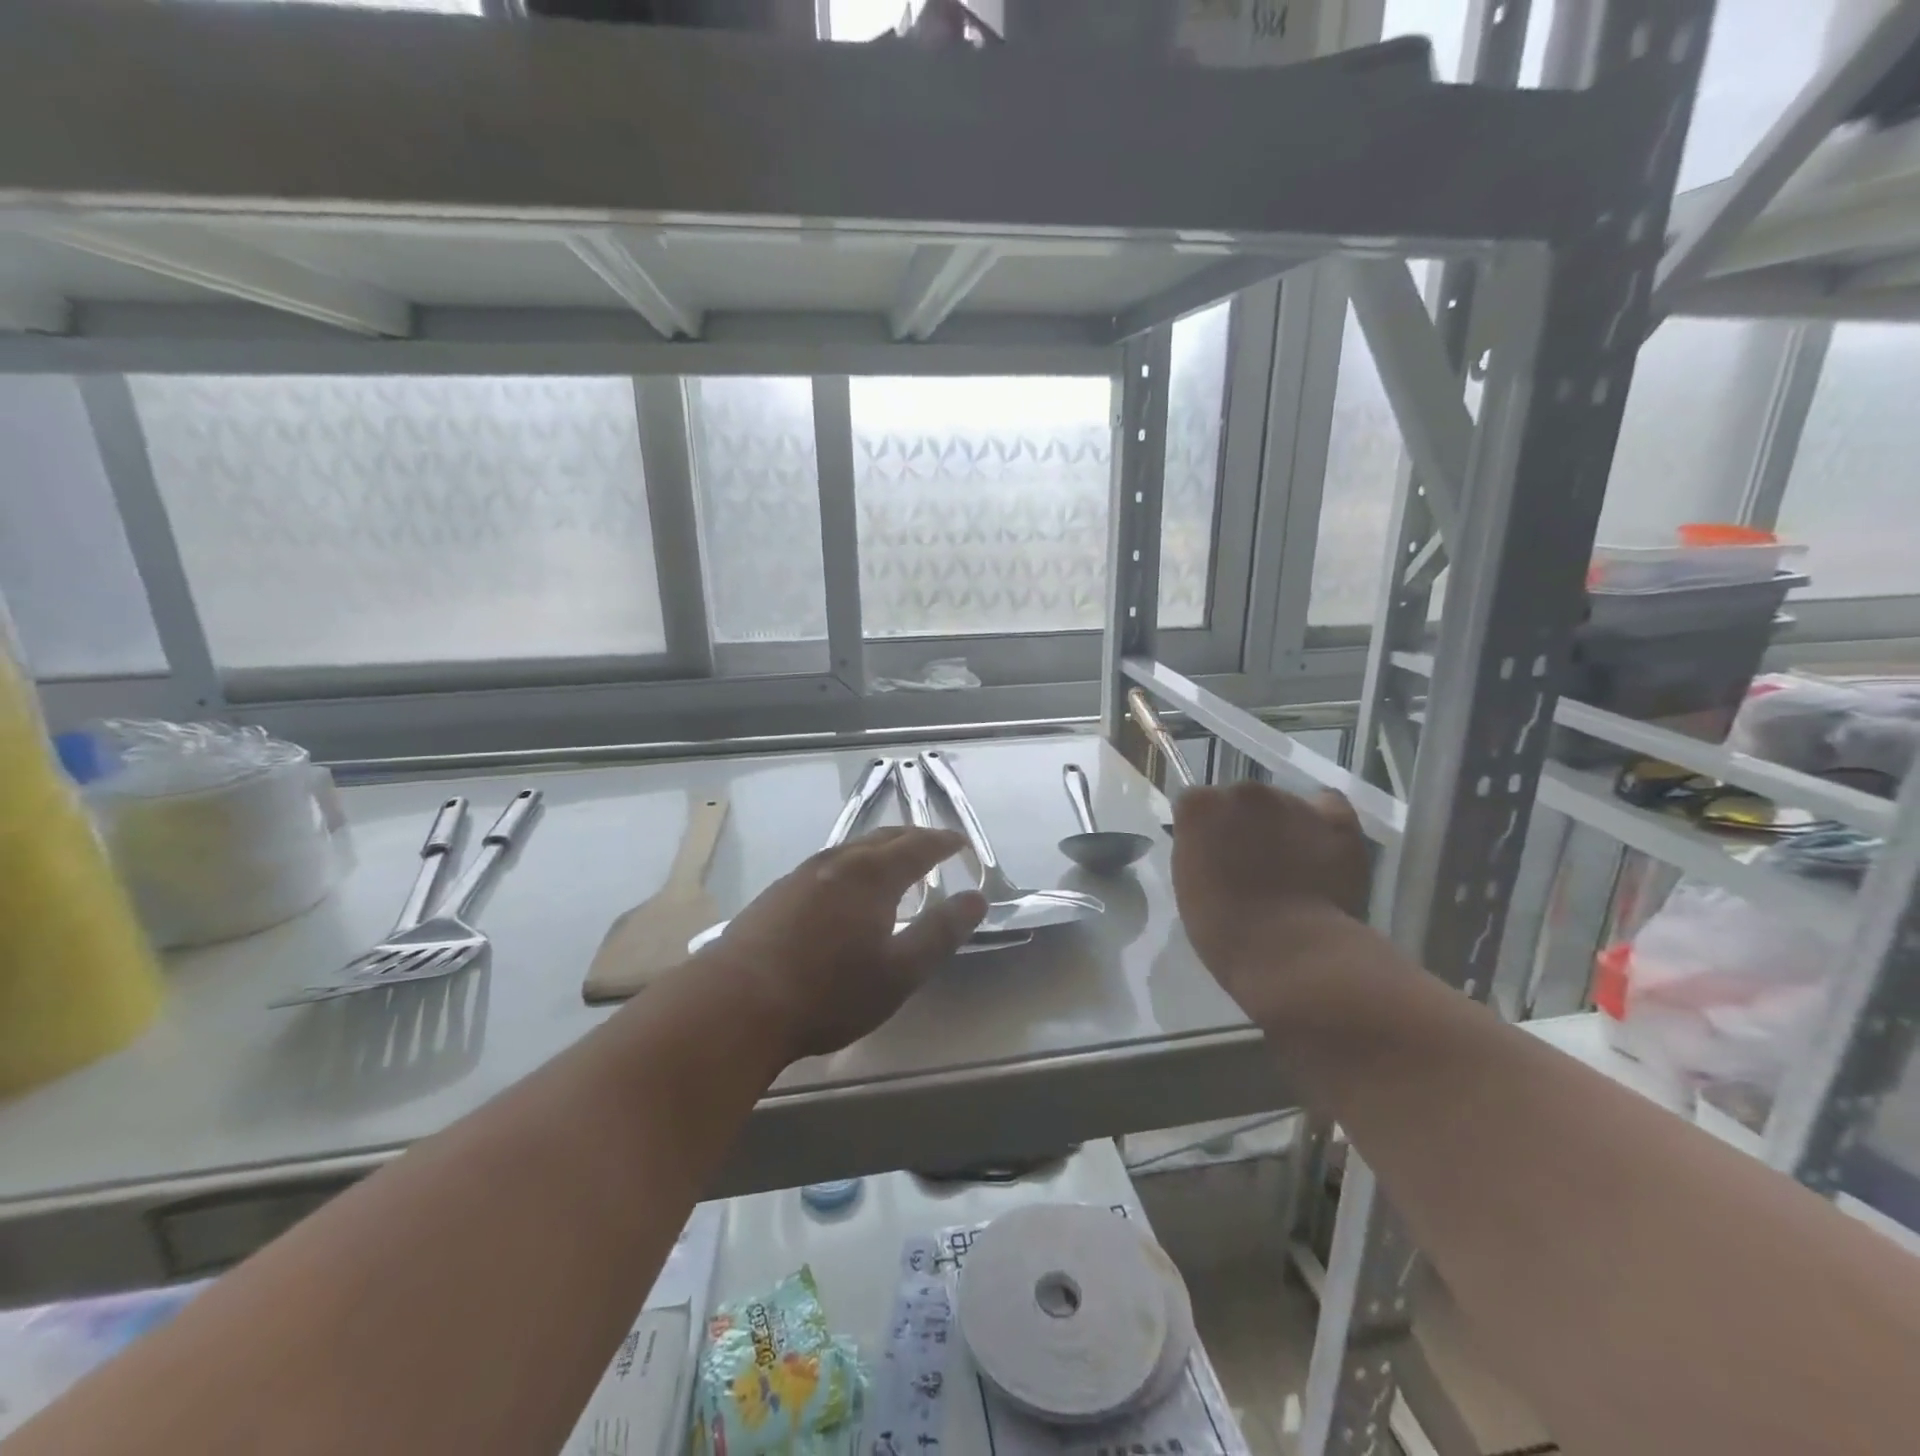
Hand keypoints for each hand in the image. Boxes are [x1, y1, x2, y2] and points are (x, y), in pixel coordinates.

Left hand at [703, 827, 987, 1060]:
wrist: (735, 1004)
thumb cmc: (828, 992)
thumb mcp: (899, 972)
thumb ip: (941, 932)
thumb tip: (976, 898)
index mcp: (872, 875)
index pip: (918, 846)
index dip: (943, 842)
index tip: (961, 842)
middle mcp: (838, 863)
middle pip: (882, 838)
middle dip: (912, 838)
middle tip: (932, 845)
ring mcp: (801, 875)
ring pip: (850, 849)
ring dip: (878, 850)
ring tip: (891, 863)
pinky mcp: (776, 894)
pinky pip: (826, 865)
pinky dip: (850, 866)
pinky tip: (842, 889)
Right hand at [1171, 782, 1370, 1018]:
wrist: (1291, 953)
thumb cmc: (1224, 930)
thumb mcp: (1189, 882)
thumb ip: (1199, 849)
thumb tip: (1217, 845)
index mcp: (1199, 806)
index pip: (1196, 804)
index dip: (1205, 831)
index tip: (1212, 857)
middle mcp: (1242, 791)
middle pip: (1240, 800)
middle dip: (1244, 824)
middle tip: (1252, 864)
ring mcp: (1291, 801)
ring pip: (1284, 804)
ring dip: (1283, 825)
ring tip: (1293, 867)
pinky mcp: (1336, 818)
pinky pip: (1328, 807)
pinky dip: (1324, 823)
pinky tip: (1322, 848)